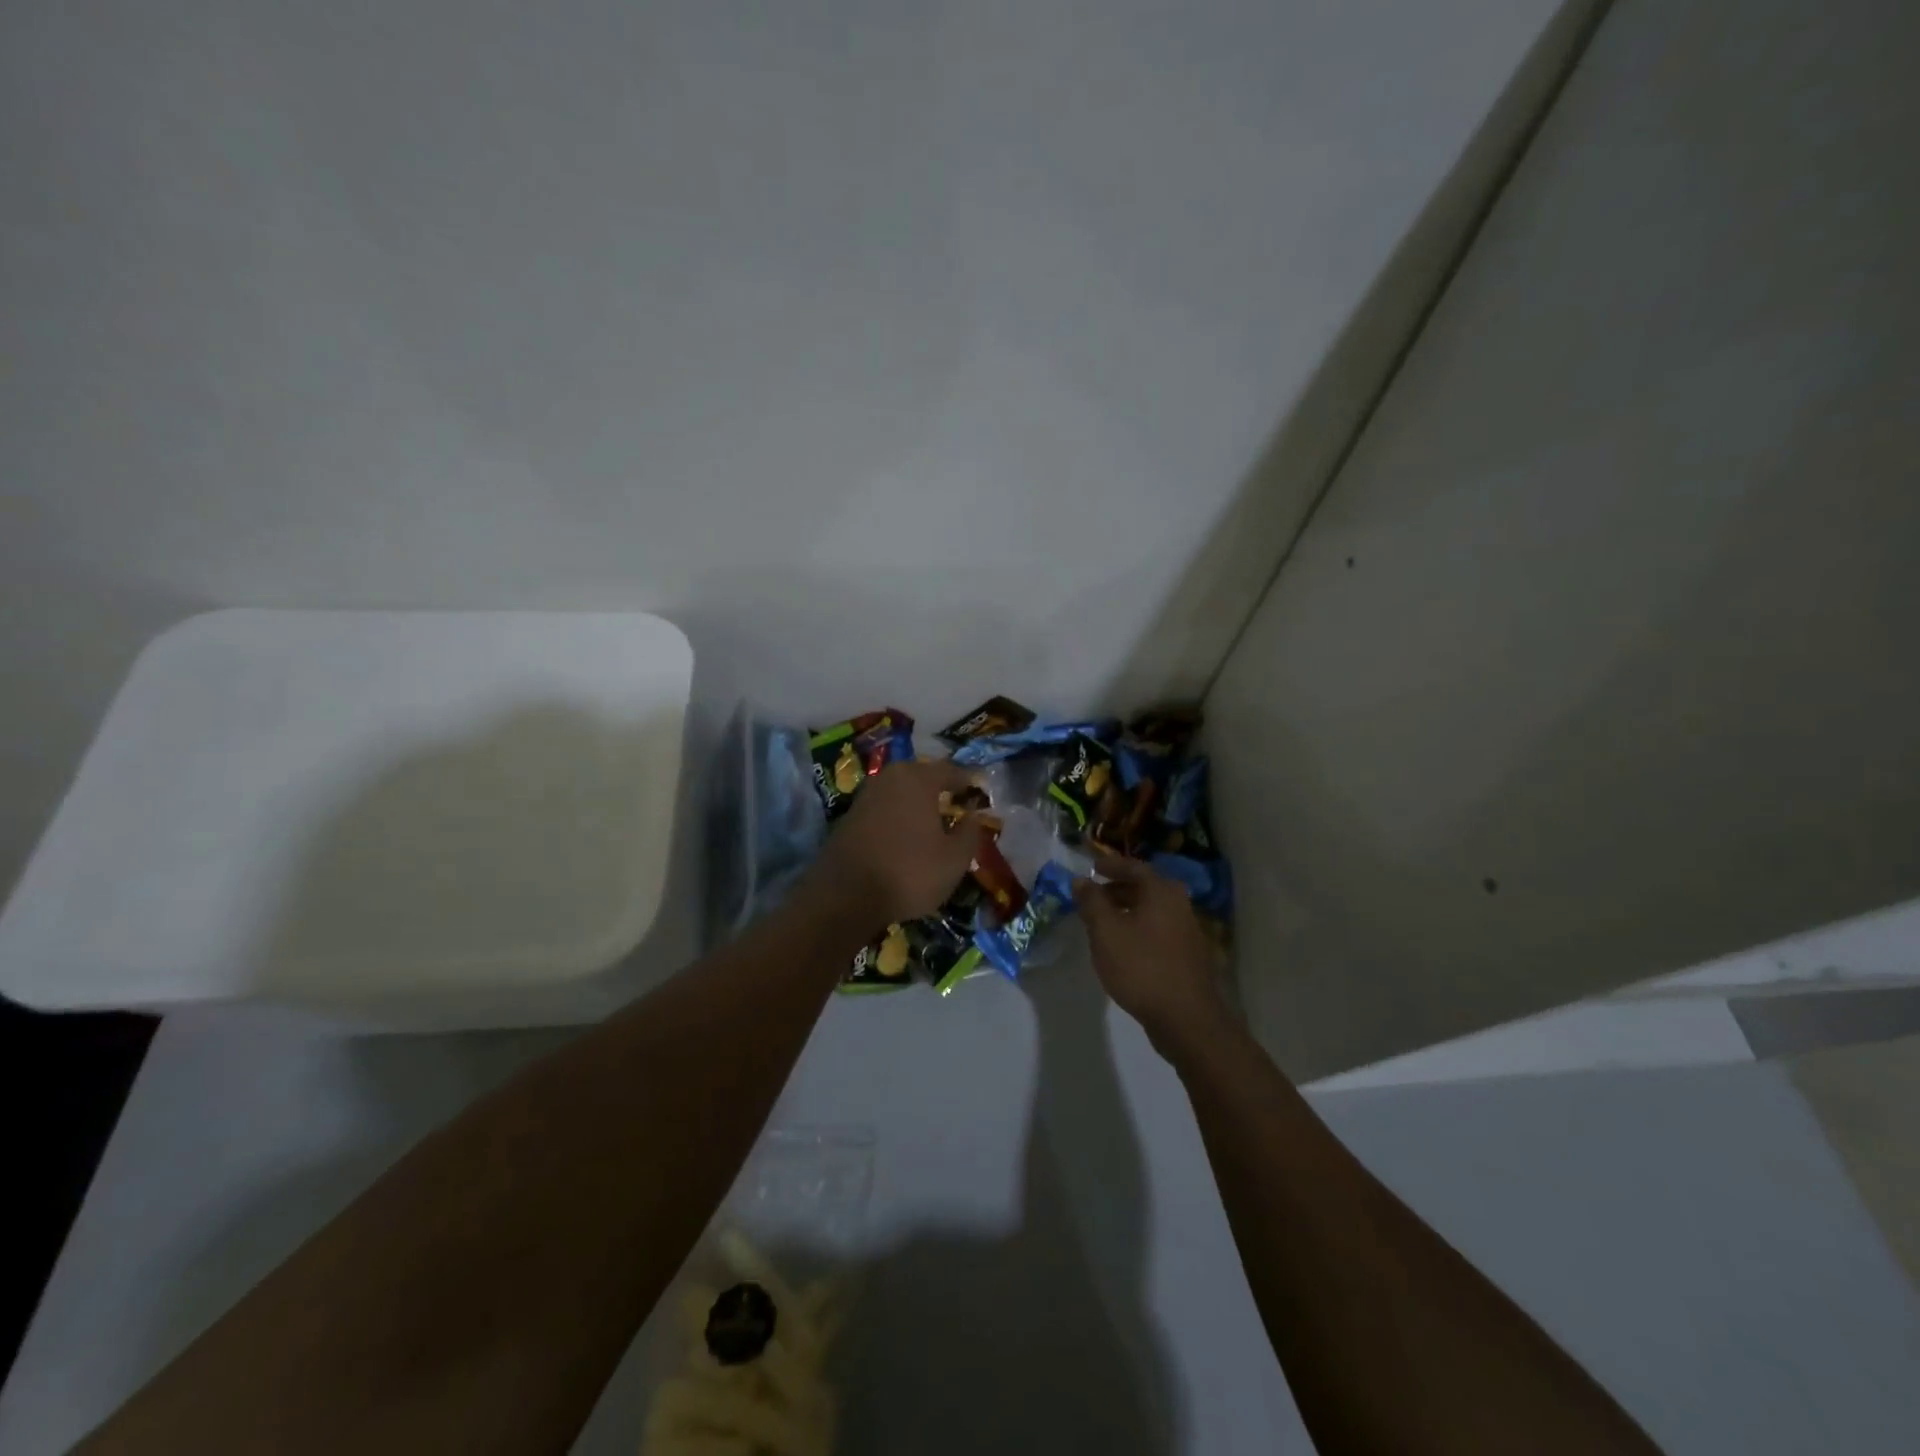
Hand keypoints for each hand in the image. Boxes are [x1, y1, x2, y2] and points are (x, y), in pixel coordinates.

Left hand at [812, 759, 985, 926]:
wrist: (844, 896)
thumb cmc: (909, 872)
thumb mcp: (955, 859)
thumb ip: (971, 832)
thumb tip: (974, 815)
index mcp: (918, 778)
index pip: (951, 771)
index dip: (969, 781)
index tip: (981, 791)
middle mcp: (889, 777)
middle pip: (922, 777)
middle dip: (940, 789)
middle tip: (956, 804)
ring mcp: (865, 796)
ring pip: (900, 792)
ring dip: (916, 803)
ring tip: (932, 822)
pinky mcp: (849, 817)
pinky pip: (884, 809)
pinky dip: (898, 817)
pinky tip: (905, 837)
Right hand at [1075, 852, 1229, 1052]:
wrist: (1186, 1018)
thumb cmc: (1141, 966)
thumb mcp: (1106, 931)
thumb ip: (1091, 902)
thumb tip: (1081, 880)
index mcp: (1162, 892)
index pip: (1134, 867)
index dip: (1111, 865)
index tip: (1092, 867)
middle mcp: (1179, 905)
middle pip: (1145, 888)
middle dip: (1117, 889)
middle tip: (1094, 896)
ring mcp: (1188, 931)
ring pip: (1152, 911)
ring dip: (1127, 910)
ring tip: (1103, 922)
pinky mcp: (1188, 956)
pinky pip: (1158, 930)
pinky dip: (1138, 928)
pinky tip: (1123, 947)